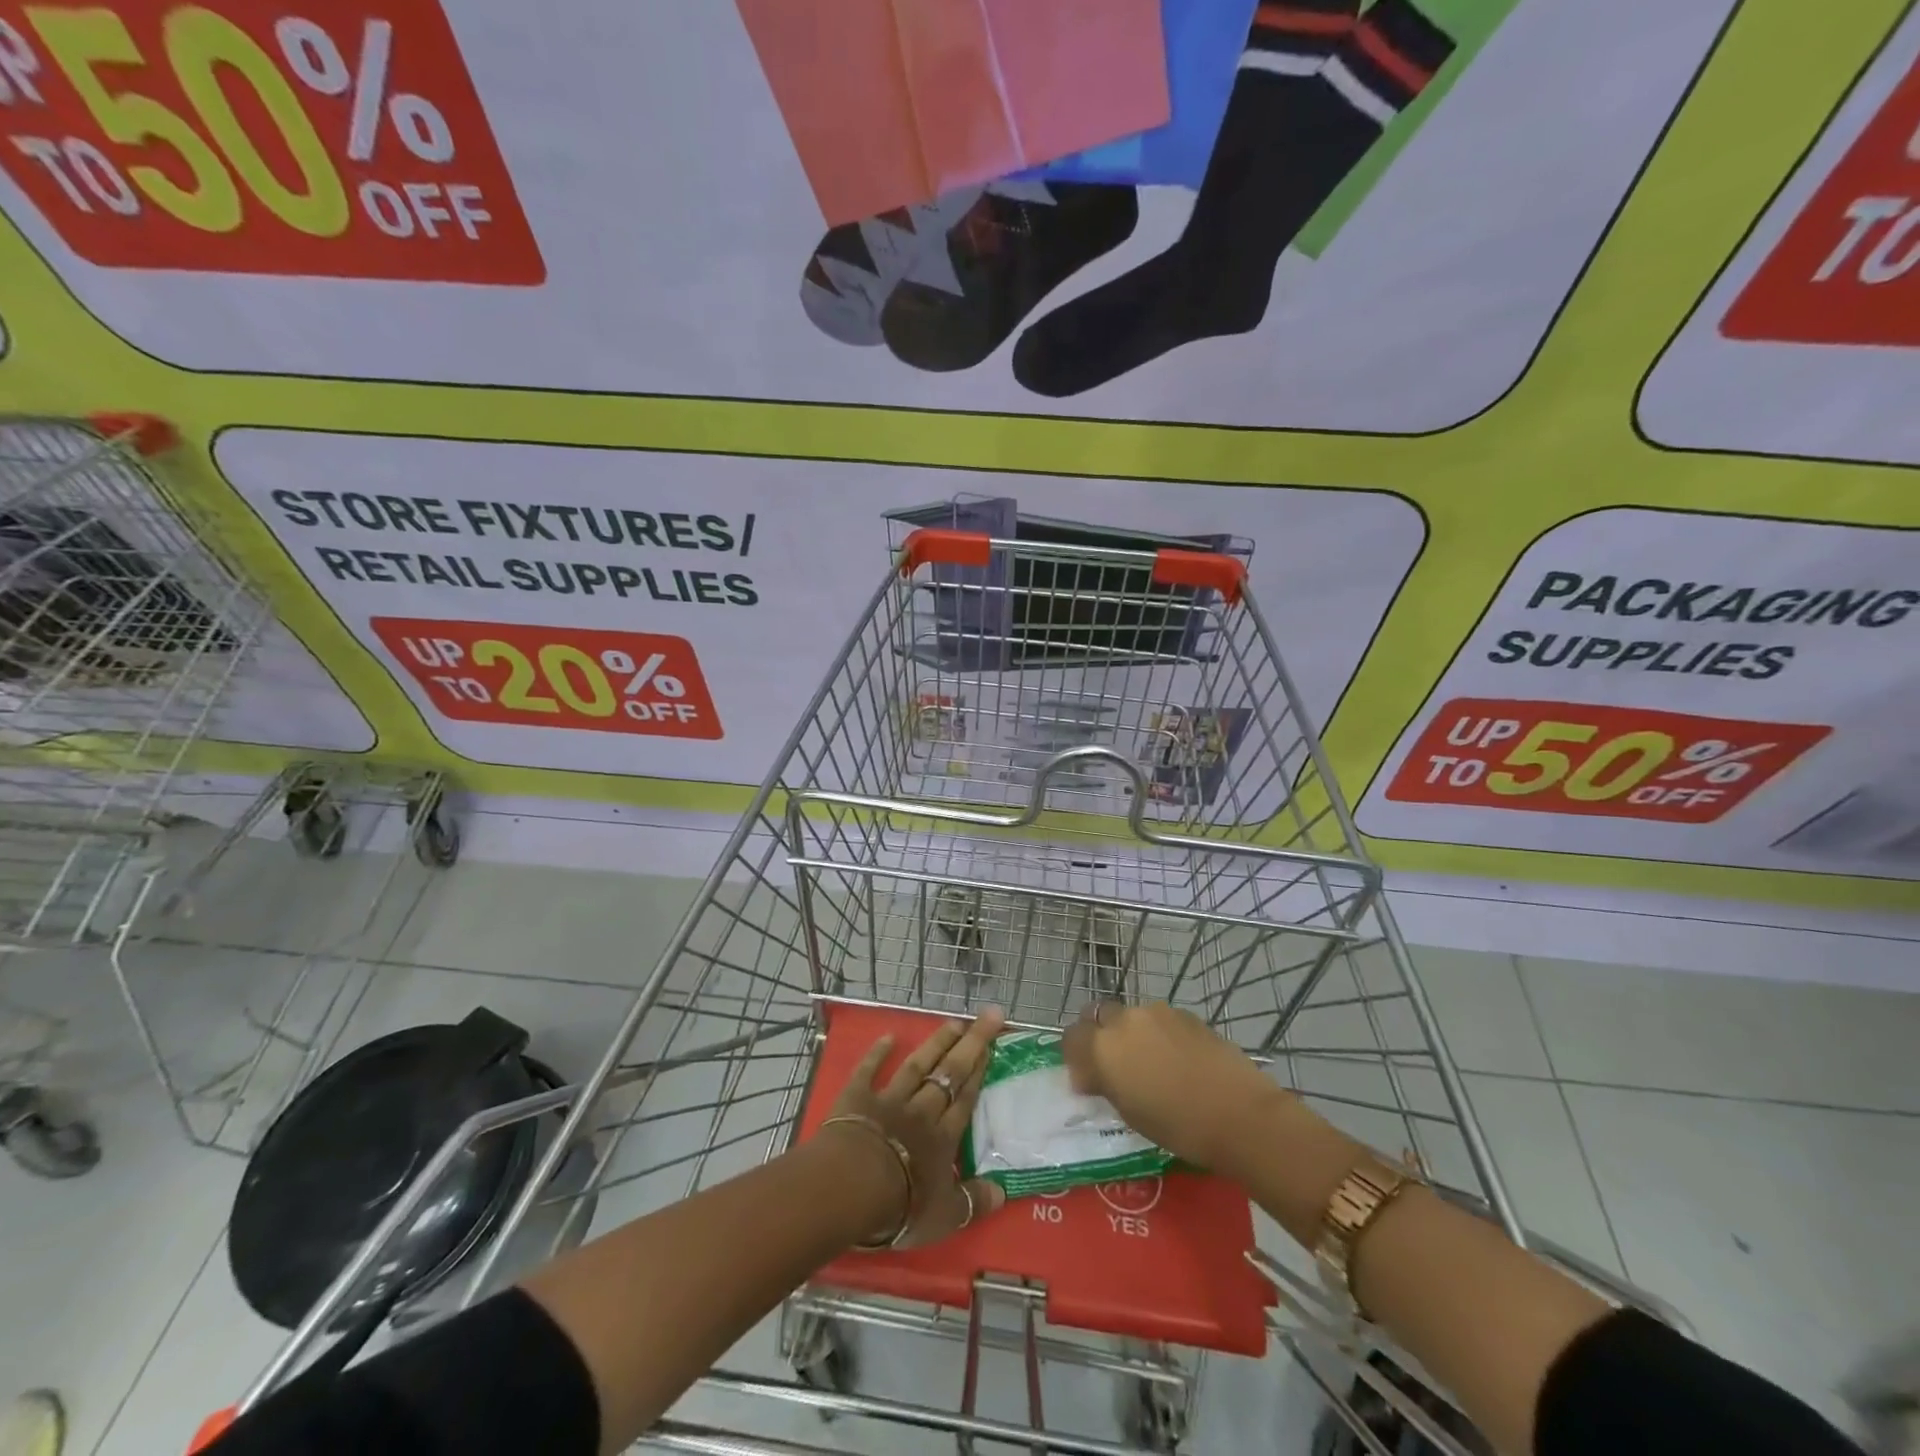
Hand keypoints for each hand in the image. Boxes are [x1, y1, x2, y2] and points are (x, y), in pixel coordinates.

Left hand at [824, 1008, 1008, 1248]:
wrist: (851, 1186)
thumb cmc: (901, 1206)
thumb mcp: (946, 1217)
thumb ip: (974, 1202)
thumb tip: (1003, 1193)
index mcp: (943, 1138)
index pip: (965, 1099)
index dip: (979, 1072)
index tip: (991, 1046)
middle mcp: (921, 1111)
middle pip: (949, 1073)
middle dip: (970, 1044)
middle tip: (987, 1016)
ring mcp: (889, 1100)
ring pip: (917, 1066)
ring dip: (936, 1043)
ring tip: (953, 1022)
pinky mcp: (857, 1097)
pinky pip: (868, 1070)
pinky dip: (877, 1053)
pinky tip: (888, 1037)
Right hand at [1062, 1002, 1285, 1175]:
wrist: (1239, 1114)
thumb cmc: (1178, 1127)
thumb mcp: (1129, 1113)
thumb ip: (1105, 1084)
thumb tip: (1091, 1076)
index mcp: (1103, 1047)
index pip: (1071, 1037)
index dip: (1075, 1056)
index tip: (1087, 1078)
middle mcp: (1125, 1020)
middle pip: (1098, 1016)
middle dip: (1099, 1035)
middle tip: (1114, 1065)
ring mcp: (1157, 1012)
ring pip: (1131, 1016)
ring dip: (1131, 1034)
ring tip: (1151, 1063)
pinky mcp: (1185, 1014)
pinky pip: (1160, 1020)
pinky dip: (1159, 1034)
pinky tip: (1178, 1060)